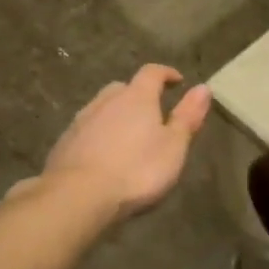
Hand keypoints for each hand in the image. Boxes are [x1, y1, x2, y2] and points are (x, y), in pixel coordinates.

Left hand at [34, 65, 210, 223]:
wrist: (77, 196)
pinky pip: (86, 129)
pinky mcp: (64, 142)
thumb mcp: (173, 146)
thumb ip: (187, 117)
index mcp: (137, 97)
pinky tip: (102, 154)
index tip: (177, 81)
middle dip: (138, 95)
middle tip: (151, 112)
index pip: (152, 73)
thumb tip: (203, 87)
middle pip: (123, 88)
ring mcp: (81, 120)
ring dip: (116, 114)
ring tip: (127, 135)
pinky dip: (98, 134)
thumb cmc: (136, 170)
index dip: (166, 74)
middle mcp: (107, 101)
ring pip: (102, 107)